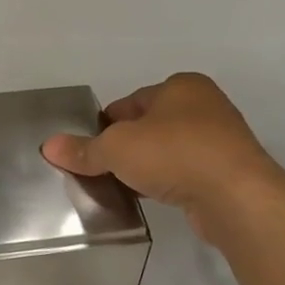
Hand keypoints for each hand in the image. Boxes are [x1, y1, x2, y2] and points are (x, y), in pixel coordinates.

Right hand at [42, 73, 279, 238]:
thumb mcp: (117, 148)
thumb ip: (83, 148)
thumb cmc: (174, 154)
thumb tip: (49, 146)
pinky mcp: (228, 172)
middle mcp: (204, 106)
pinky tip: (152, 198)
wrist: (235, 196)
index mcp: (181, 86)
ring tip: (124, 187)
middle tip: (103, 170)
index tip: (89, 149)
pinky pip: (186, 172)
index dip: (105, 125)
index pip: (130, 102)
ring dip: (147, 166)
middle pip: (149, 126)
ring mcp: (221, 140)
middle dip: (126, 146)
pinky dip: (168, 182)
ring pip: (168, 150)